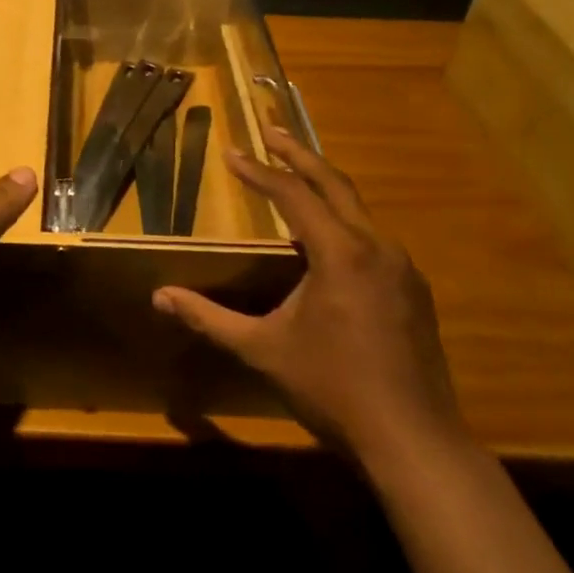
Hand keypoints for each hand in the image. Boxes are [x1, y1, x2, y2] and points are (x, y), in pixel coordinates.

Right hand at [152, 129, 469, 473]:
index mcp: (340, 253)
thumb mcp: (263, 350)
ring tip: (296, 179)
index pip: (293, 194)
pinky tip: (329, 242)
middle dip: (299, 154)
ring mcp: (402, 268)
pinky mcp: (414, 290)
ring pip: (359, 210)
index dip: (259, 171)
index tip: (232, 152)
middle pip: (335, 183)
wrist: (414, 441)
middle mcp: (377, 247)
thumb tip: (159, 297)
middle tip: (272, 131)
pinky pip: (373, 238)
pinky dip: (344, 222)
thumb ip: (209, 318)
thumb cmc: (332, 388)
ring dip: (325, 188)